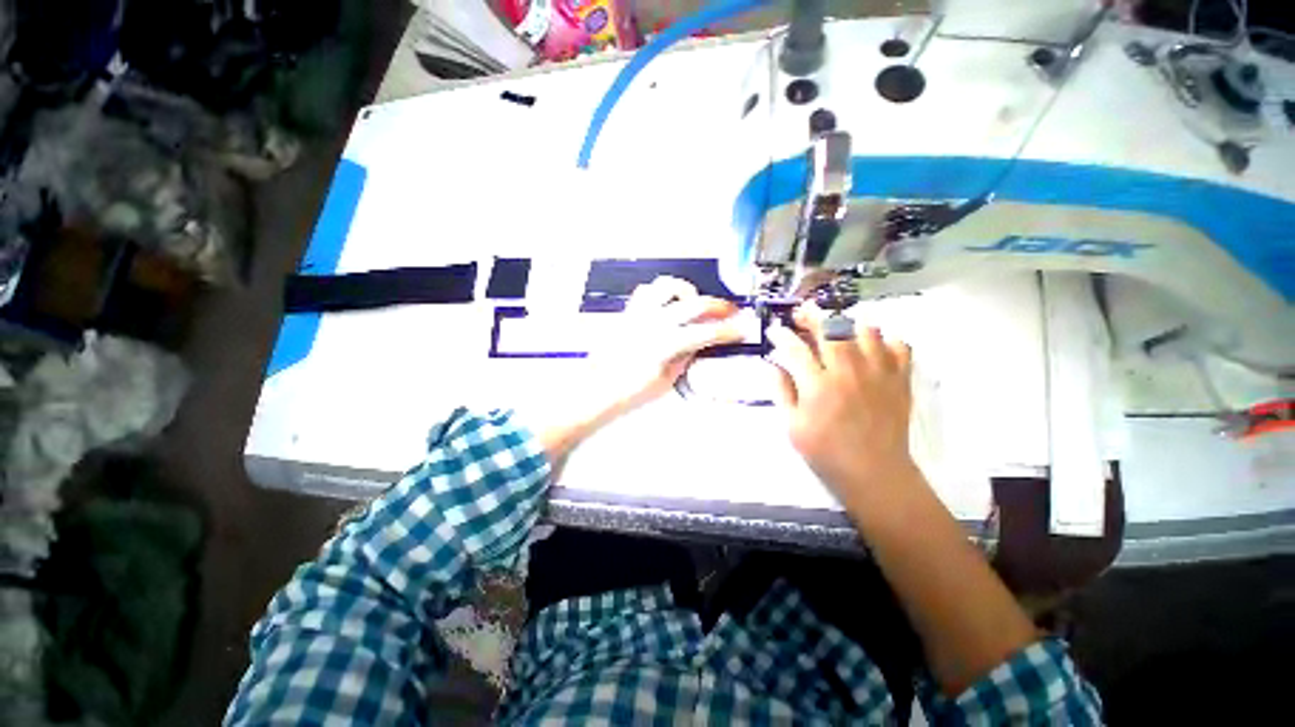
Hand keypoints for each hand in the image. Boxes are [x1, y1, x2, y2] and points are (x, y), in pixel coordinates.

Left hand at [601, 276, 744, 414]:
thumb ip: (685, 357)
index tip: (743, 329)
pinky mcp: (627, 312)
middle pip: (693, 303)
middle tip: (730, 311)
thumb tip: (700, 343)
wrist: (596, 389)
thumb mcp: (666, 380)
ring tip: (693, 303)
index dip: (728, 330)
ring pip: (667, 286)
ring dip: (686, 291)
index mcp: (665, 344)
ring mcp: (639, 313)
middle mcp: (653, 322)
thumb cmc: (630, 392)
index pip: (706, 332)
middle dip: (718, 305)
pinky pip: (646, 291)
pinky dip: (661, 293)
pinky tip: (667, 304)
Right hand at [766, 303, 917, 504]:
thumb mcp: (792, 426)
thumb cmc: (825, 452)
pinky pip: (899, 346)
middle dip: (812, 316)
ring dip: (848, 324)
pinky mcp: (900, 380)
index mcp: (818, 386)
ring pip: (866, 330)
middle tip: (802, 316)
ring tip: (836, 329)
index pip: (795, 348)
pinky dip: (885, 341)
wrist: (874, 473)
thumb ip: (781, 391)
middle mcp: (849, 372)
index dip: (782, 335)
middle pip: (831, 328)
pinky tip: (871, 348)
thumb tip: (770, 365)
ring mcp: (879, 373)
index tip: (775, 331)